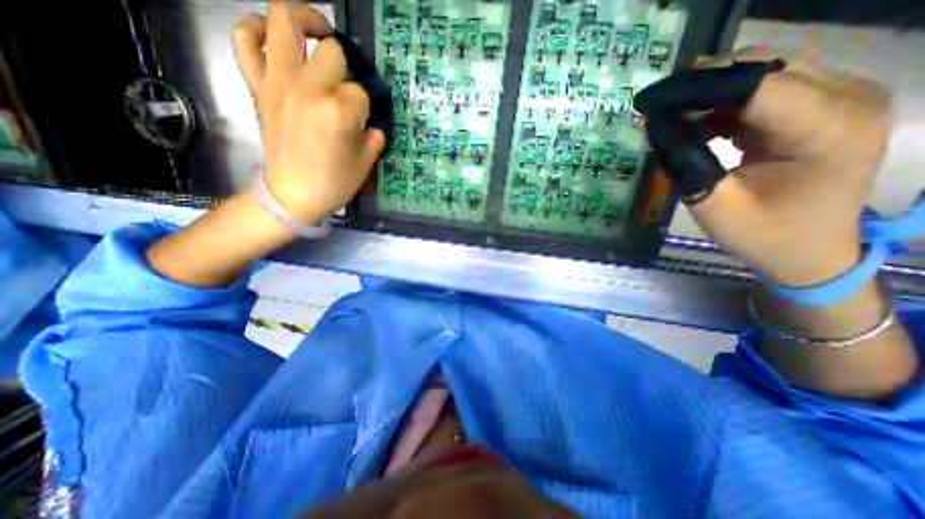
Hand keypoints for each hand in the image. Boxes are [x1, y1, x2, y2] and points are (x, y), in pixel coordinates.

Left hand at [236, 3, 389, 225]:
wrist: (293, 194)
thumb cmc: (334, 182)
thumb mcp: (366, 162)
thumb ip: (373, 135)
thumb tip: (368, 121)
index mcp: (340, 111)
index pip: (361, 92)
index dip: (364, 106)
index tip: (360, 121)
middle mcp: (309, 88)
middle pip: (332, 52)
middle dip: (344, 68)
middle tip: (345, 83)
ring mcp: (279, 82)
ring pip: (284, 22)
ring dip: (304, 20)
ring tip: (316, 34)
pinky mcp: (259, 86)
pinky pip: (246, 40)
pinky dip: (257, 30)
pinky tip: (275, 38)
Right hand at [677, 48, 891, 285]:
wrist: (809, 251)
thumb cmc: (763, 235)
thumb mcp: (712, 203)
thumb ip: (684, 160)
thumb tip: (654, 125)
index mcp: (827, 128)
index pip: (754, 85)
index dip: (694, 88)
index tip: (647, 103)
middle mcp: (847, 97)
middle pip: (762, 65)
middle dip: (698, 85)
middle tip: (654, 109)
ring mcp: (839, 98)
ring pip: (761, 71)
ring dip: (707, 93)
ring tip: (668, 118)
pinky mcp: (820, 106)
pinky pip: (762, 89)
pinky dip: (720, 104)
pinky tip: (694, 124)